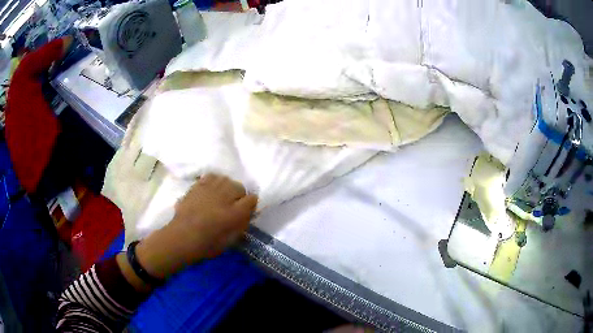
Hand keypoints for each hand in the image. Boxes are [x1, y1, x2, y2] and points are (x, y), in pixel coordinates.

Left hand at [134, 174, 257, 279]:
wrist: (182, 237)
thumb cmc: (208, 243)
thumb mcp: (231, 240)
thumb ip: (242, 224)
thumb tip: (247, 214)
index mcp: (236, 212)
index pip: (252, 199)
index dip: (250, 206)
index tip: (246, 212)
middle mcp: (226, 196)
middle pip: (239, 186)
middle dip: (238, 196)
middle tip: (231, 207)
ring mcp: (210, 188)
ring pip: (225, 179)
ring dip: (226, 187)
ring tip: (220, 197)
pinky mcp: (198, 185)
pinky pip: (211, 177)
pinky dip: (213, 182)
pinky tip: (210, 191)